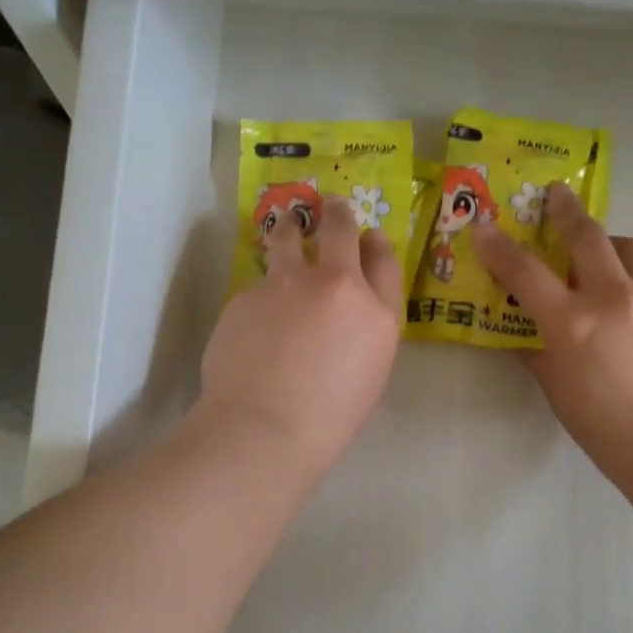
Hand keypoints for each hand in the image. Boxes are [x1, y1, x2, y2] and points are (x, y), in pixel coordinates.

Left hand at [196, 196, 401, 478]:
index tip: (369, 236)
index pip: (384, 261)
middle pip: (340, 230)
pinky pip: (258, 284)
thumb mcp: (368, 375)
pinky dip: (260, 293)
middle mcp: (336, 286)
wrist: (266, 427)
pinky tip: (254, 322)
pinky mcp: (247, 294)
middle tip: (330, 206)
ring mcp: (288, 284)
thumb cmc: (328, 419)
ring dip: (290, 229)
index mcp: (377, 314)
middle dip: (337, 214)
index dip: (377, 243)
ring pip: (288, 237)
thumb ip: (363, 334)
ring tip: (285, 228)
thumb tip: (345, 317)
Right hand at [473, 183, 632, 492]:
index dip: (499, 246)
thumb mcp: (558, 391)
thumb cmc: (605, 429)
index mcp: (573, 323)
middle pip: (586, 235)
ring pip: (628, 248)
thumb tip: (527, 332)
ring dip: (607, 243)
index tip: (484, 227)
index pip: (525, 271)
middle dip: (565, 210)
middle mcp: (614, 297)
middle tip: (556, 195)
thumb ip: (539, 352)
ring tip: (600, 255)